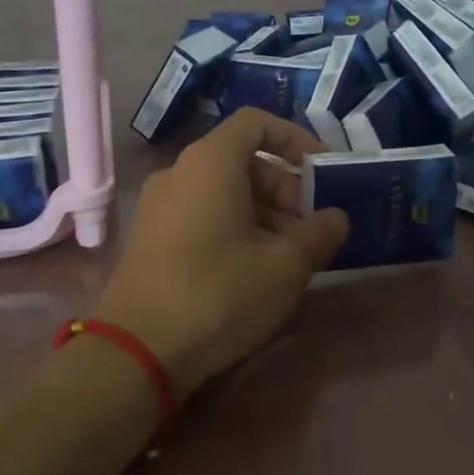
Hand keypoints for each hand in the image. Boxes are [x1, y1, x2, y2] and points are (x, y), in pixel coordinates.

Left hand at [90, 109, 348, 399]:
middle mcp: (179, 173)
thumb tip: (336, 218)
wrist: (137, 351)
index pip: (256, 123)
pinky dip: (234, 227)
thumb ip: (319, 233)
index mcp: (210, 162)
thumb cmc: (219, 294)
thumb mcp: (286, 265)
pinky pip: (201, 215)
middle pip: (241, 160)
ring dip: (264, 212)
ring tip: (290, 254)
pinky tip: (254, 269)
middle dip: (285, 187)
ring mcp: (158, 207)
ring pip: (222, 191)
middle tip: (311, 226)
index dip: (296, 139)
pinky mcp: (150, 239)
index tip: (323, 170)